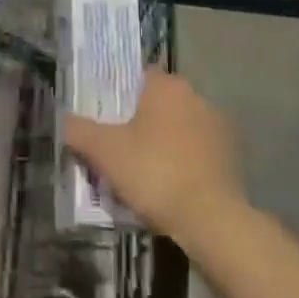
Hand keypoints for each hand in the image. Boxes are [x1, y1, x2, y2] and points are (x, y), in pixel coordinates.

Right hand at [64, 70, 245, 242]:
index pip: (139, 77)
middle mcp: (195, 95)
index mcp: (165, 85)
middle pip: (161, 102)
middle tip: (124, 149)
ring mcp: (218, 125)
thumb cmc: (155, 173)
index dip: (122, 96)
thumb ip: (80, 132)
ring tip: (149, 174)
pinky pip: (201, 151)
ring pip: (183, 127)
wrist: (212, 220)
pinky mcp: (233, 155)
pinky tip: (176, 188)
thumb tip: (65, 120)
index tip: (110, 120)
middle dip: (145, 121)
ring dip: (169, 142)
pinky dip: (189, 163)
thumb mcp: (106, 153)